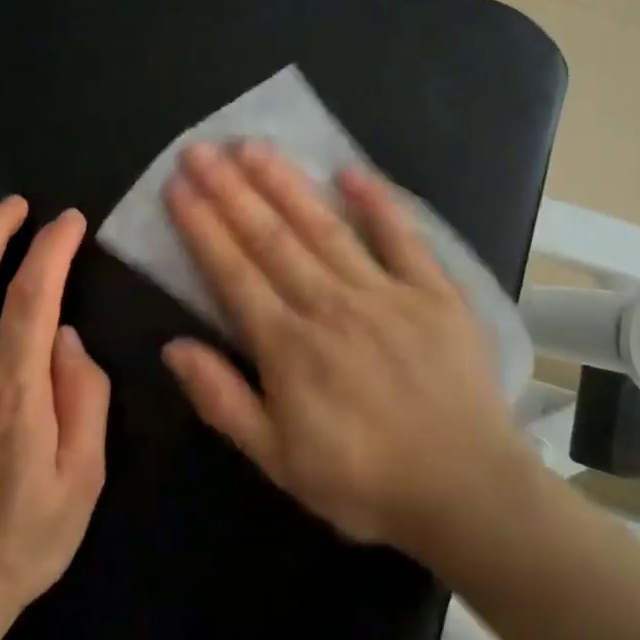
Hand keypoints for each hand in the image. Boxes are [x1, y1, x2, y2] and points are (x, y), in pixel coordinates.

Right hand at [161, 142, 524, 552]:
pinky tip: (351, 171)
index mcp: (288, 346)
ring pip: (324, 227)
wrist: (467, 494)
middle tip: (201, 149)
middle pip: (270, 237)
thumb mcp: (278, 461)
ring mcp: (384, 293)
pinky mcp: (433, 293)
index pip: (232, 272)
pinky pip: (402, 238)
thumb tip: (173, 347)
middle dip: (230, 189)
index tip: (178, 186)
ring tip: (253, 146)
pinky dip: (377, 203)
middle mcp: (329, 305)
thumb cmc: (364, 482)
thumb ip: (223, 401)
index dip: (202, 226)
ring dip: (285, 183)